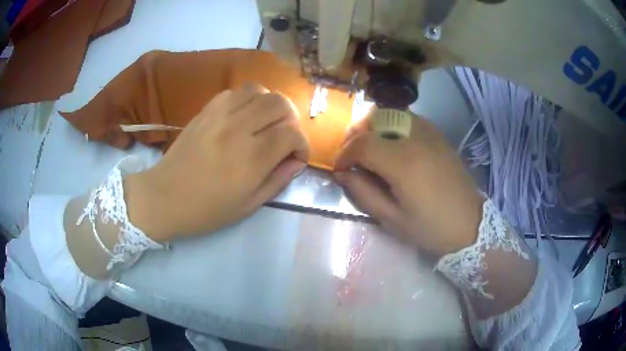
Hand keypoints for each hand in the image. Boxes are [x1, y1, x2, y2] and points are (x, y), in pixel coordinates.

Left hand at [125, 83, 309, 240]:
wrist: (164, 197)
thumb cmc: (207, 210)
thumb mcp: (249, 205)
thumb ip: (278, 180)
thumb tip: (297, 161)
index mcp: (252, 159)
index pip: (292, 133)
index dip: (302, 144)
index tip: (295, 157)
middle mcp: (238, 130)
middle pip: (280, 103)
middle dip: (290, 119)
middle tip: (283, 136)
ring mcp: (219, 115)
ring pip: (259, 90)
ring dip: (269, 105)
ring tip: (264, 123)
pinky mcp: (205, 110)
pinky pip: (235, 92)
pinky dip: (247, 100)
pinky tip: (242, 117)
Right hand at [334, 113, 482, 257]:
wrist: (470, 223)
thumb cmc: (431, 227)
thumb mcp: (392, 219)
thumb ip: (363, 193)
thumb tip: (342, 173)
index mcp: (403, 163)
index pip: (362, 144)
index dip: (344, 154)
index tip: (340, 169)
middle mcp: (415, 139)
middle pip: (374, 119)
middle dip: (355, 134)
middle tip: (351, 155)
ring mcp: (429, 133)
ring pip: (390, 113)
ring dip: (372, 126)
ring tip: (369, 147)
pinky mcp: (438, 134)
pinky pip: (407, 118)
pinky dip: (391, 125)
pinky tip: (392, 144)